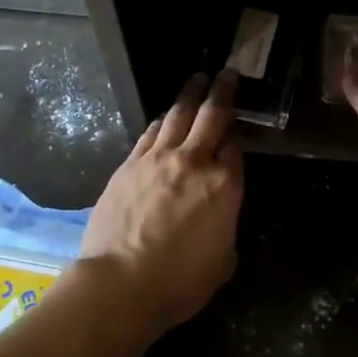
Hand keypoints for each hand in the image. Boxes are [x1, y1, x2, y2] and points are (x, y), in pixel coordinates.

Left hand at [81, 71, 244, 328]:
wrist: (120, 283)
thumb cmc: (179, 283)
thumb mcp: (223, 260)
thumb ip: (225, 227)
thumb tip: (217, 216)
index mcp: (224, 186)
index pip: (235, 148)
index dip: (237, 137)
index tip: (237, 131)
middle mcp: (193, 162)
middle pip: (211, 116)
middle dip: (222, 91)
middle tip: (227, 73)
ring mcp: (157, 159)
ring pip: (177, 116)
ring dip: (189, 95)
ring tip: (197, 81)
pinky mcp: (128, 165)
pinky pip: (149, 133)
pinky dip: (161, 121)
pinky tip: (163, 118)